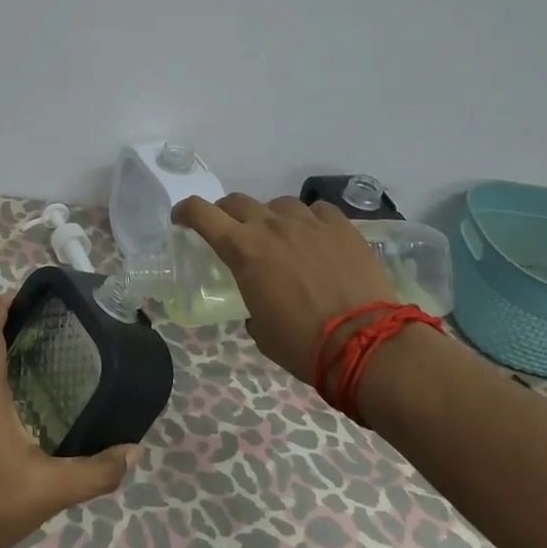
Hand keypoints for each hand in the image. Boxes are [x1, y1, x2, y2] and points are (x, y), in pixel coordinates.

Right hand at [172, 193, 396, 382]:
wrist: (366, 343)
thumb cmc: (303, 344)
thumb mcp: (261, 331)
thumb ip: (252, 306)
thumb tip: (259, 306)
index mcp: (244, 250)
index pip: (202, 214)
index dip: (186, 210)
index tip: (181, 217)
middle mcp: (272, 226)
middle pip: (238, 203)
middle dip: (227, 213)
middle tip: (231, 231)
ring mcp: (309, 222)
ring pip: (280, 204)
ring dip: (272, 217)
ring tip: (281, 237)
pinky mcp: (342, 227)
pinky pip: (318, 211)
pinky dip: (310, 221)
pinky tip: (317, 237)